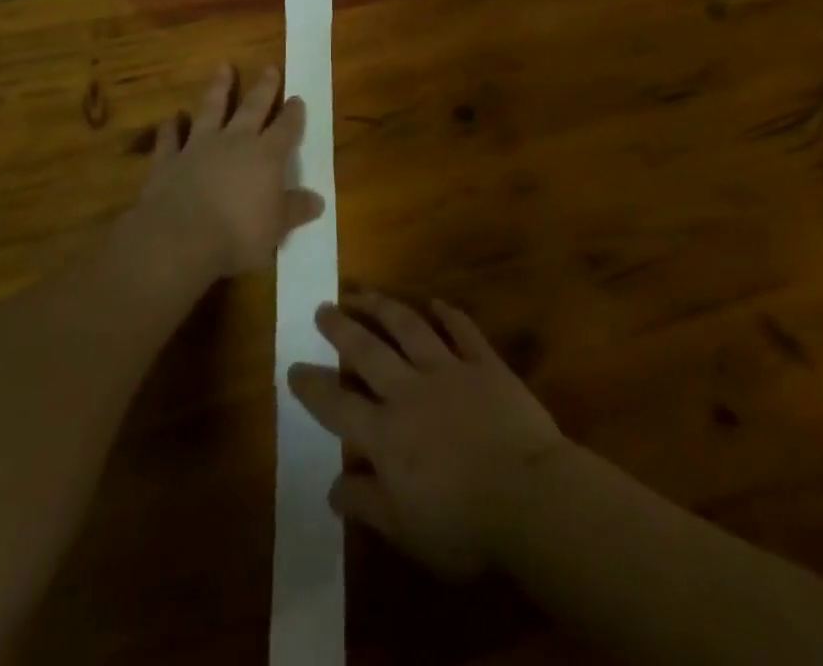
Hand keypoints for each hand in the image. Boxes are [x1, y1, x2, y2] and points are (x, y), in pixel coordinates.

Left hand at [136, 65, 321, 280]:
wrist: (179, 238)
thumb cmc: (237, 234)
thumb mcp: (276, 227)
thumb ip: (295, 210)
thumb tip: (318, 200)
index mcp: (266, 156)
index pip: (285, 128)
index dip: (293, 113)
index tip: (297, 98)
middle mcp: (234, 142)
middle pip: (252, 108)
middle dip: (263, 88)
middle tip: (269, 67)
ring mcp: (198, 147)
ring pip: (210, 110)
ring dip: (218, 89)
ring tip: (224, 68)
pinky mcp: (168, 161)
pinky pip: (170, 139)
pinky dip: (170, 128)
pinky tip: (171, 118)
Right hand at [289, 295, 564, 578]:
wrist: (529, 496)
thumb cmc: (465, 525)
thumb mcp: (406, 530)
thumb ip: (367, 503)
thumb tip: (332, 485)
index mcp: (386, 435)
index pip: (338, 406)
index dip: (313, 387)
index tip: (293, 367)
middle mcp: (410, 392)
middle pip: (368, 352)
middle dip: (342, 328)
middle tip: (323, 308)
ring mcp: (449, 371)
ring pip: (409, 328)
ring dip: (383, 307)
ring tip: (364, 293)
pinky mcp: (485, 364)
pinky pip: (463, 331)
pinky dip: (449, 314)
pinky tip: (437, 302)